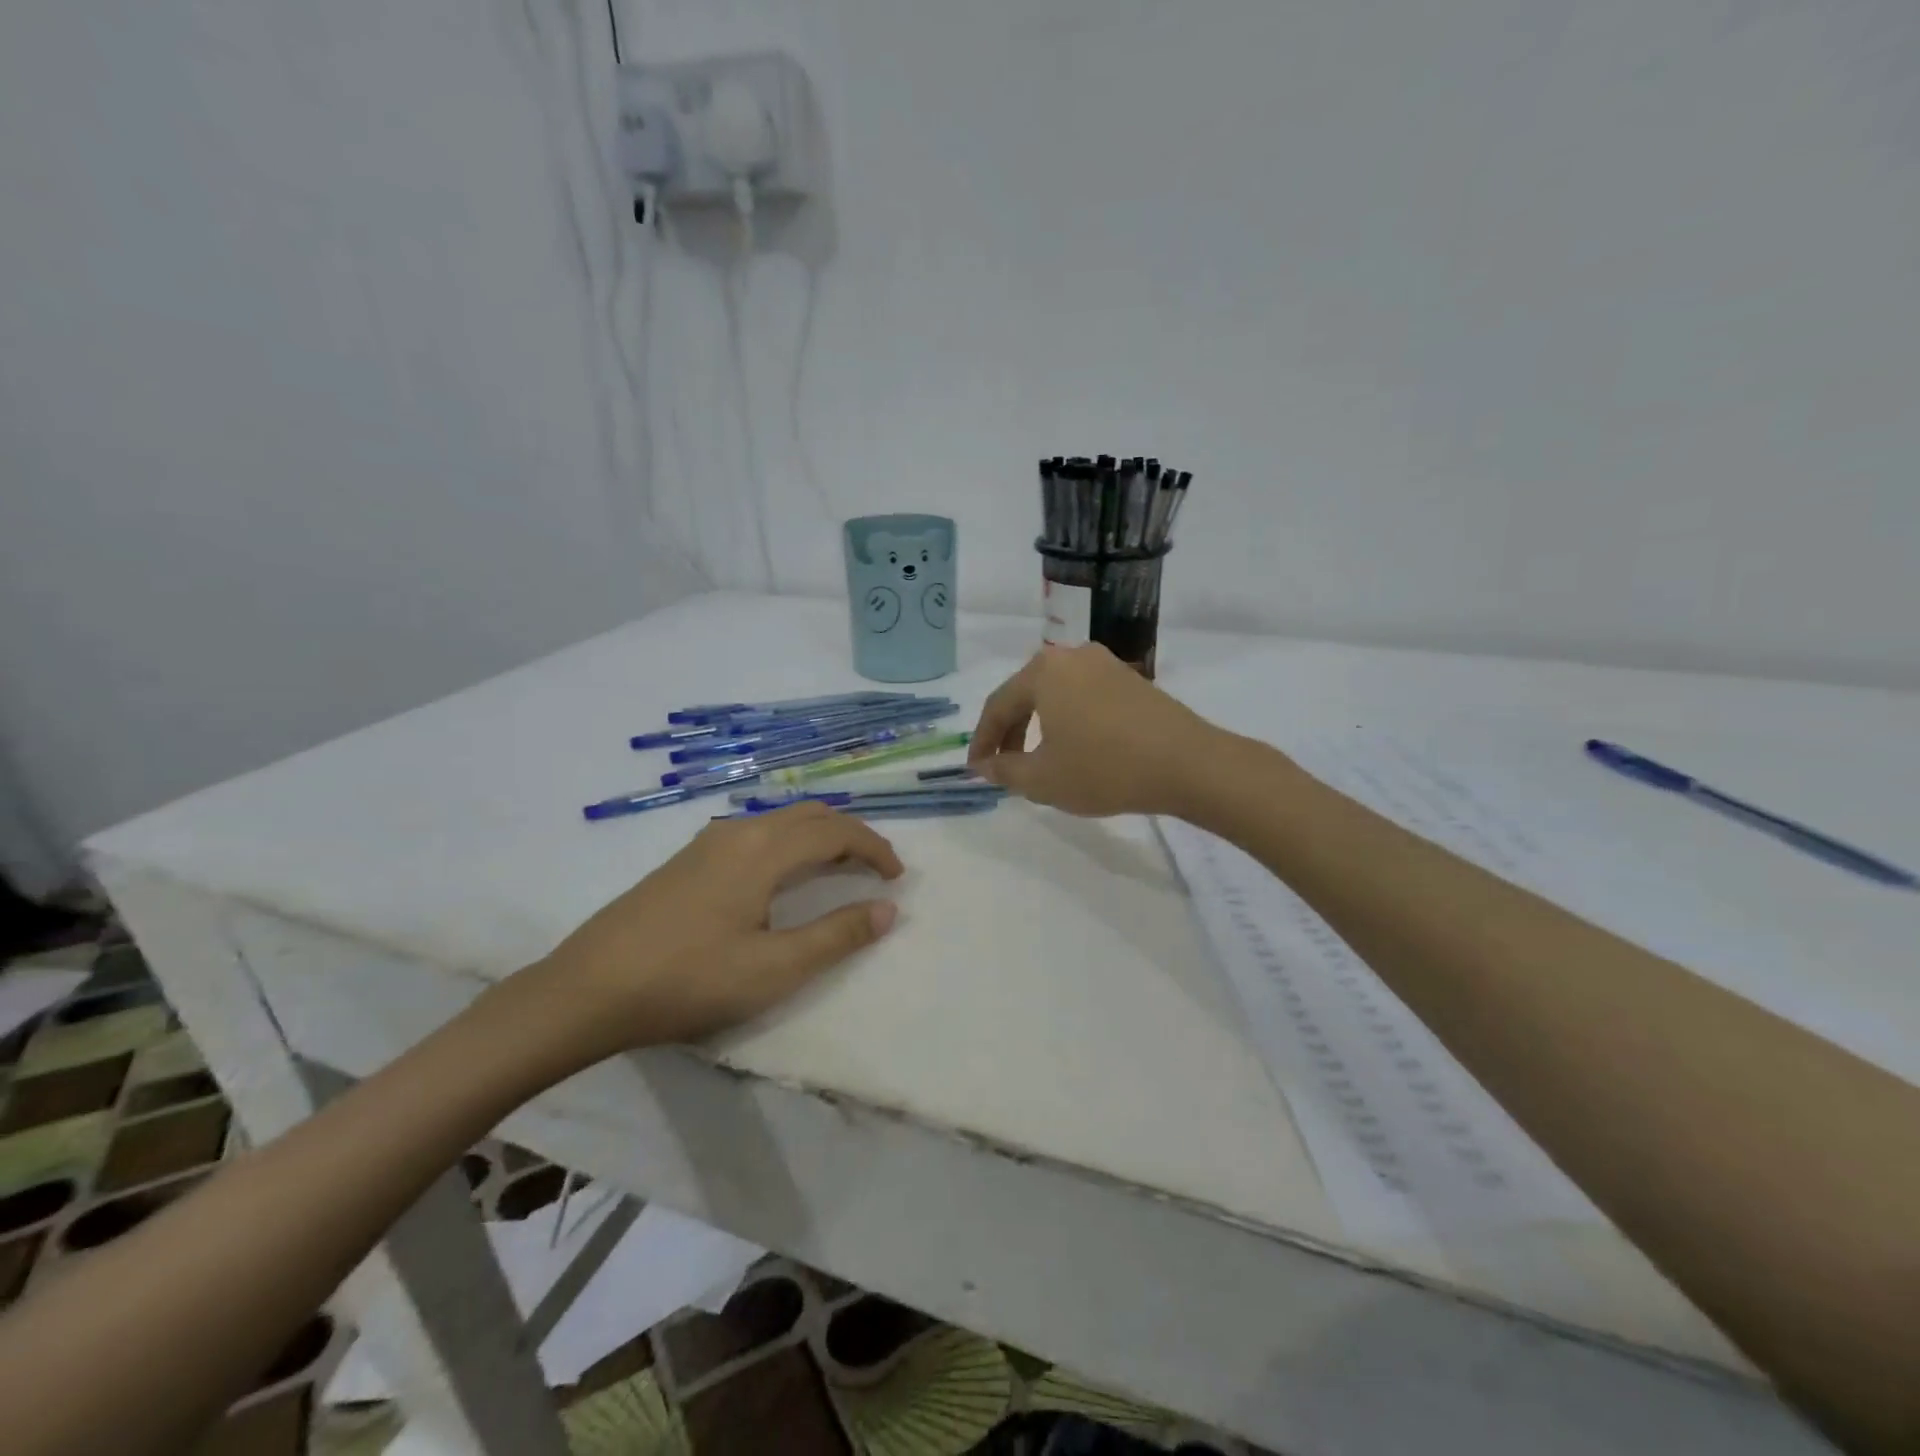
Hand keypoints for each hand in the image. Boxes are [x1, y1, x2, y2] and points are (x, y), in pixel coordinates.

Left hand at [535, 802, 903, 1053]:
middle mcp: (739, 831)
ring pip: (780, 820)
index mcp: (764, 849)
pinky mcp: (686, 860)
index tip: (897, 878)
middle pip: (810, 814)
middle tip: (875, 868)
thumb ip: (837, 936)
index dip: (875, 848)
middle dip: (851, 834)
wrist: (588, 990)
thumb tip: (887, 910)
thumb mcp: (774, 969)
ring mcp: (707, 842)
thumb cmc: (689, 980)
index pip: (836, 832)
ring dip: (818, 835)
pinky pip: (755, 832)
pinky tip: (780, 877)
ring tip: (837, 870)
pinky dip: (788, 842)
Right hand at [967, 644, 1220, 816]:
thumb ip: (1004, 770)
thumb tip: (982, 765)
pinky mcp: (1131, 679)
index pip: (997, 706)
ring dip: (1040, 727)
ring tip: (1038, 761)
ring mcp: (1105, 664)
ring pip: (1056, 695)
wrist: (1187, 764)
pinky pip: (1084, 697)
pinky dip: (1069, 721)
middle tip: (1004, 767)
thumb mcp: (1043, 779)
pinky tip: (1076, 748)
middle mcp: (1071, 656)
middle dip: (1011, 733)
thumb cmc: (1104, 769)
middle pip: (1026, 695)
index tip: (975, 770)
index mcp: (1043, 671)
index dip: (982, 741)